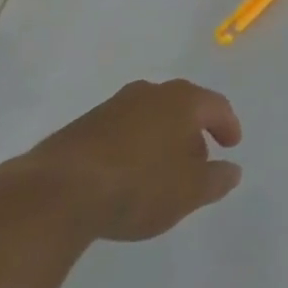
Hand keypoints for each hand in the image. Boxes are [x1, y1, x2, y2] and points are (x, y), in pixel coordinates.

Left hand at [0, 79, 244, 241]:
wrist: (55, 193)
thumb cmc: (138, 186)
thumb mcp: (189, 192)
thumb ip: (216, 180)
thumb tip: (232, 170)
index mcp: (182, 100)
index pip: (216, 106)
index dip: (228, 125)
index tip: (231, 145)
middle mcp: (149, 93)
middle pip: (182, 108)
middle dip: (192, 133)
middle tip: (197, 162)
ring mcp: (112, 107)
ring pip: (149, 118)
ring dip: (160, 140)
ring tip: (160, 173)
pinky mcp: (81, 127)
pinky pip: (120, 132)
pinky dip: (132, 148)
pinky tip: (125, 176)